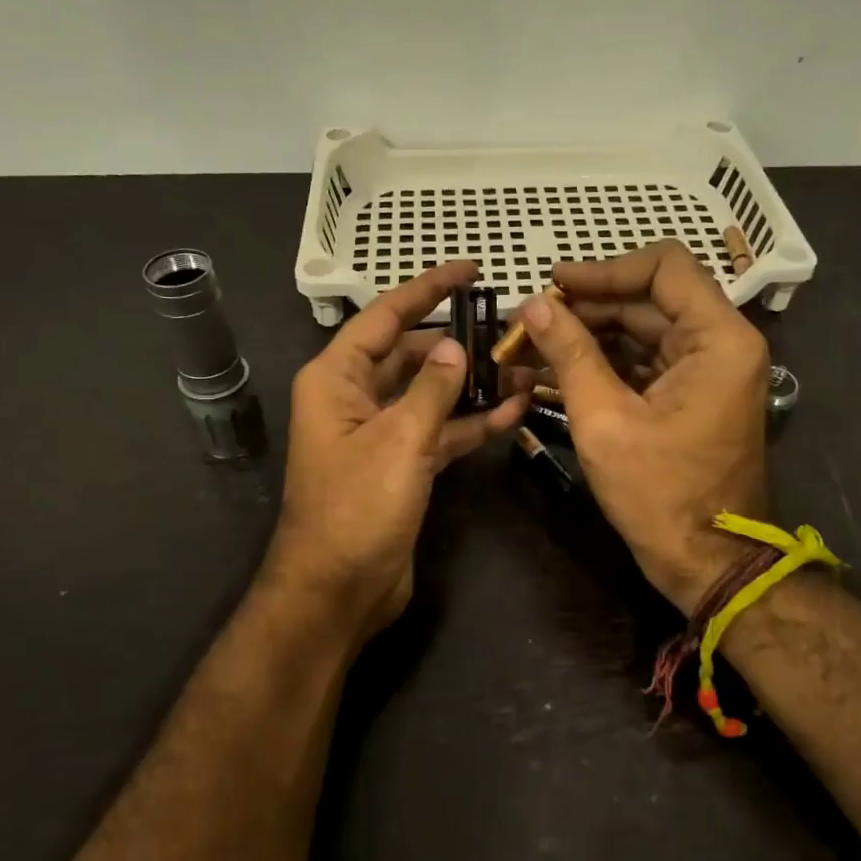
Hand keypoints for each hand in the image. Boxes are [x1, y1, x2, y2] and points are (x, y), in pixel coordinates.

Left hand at [264, 261, 527, 642]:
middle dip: (457, 341)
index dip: (427, 289)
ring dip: (471, 384)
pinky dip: (470, 423)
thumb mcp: (399, 440)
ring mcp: (380, 434)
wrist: (338, 591)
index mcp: (337, 379)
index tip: (470, 269)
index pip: (385, 317)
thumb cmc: (356, 508)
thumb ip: (432, 389)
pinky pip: (439, 432)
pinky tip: (513, 412)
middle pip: (410, 353)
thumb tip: (455, 347)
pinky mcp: (402, 466)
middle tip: (509, 327)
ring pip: (430, 394)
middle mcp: (355, 398)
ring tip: (523, 367)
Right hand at [517, 240, 769, 614]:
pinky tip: (552, 373)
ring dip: (585, 339)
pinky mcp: (689, 397)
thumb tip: (534, 306)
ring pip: (640, 332)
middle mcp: (720, 344)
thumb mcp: (605, 421)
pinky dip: (601, 365)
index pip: (664, 267)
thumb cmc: (661, 495)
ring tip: (527, 349)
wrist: (707, 564)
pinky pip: (642, 364)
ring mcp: (706, 372)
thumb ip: (570, 354)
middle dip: (583, 310)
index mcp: (718, 339)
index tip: (553, 285)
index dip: (604, 270)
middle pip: (647, 300)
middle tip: (525, 324)